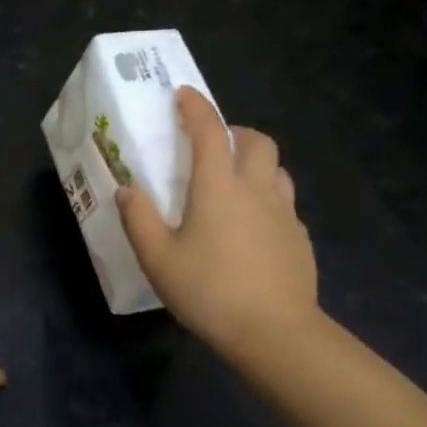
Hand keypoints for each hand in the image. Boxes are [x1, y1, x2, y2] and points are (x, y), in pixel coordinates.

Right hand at [118, 87, 318, 357]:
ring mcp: (284, 214)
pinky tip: (252, 228)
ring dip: (256, 163)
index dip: (196, 108)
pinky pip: (284, 204)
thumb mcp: (158, 259)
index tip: (184, 94)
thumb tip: (127, 191)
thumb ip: (139, 220)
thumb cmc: (209, 291)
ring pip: (277, 169)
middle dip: (235, 131)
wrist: (274, 332)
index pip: (209, 132)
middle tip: (214, 144)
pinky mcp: (299, 240)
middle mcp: (256, 190)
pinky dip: (267, 199)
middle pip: (257, 141)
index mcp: (218, 188)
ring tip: (235, 182)